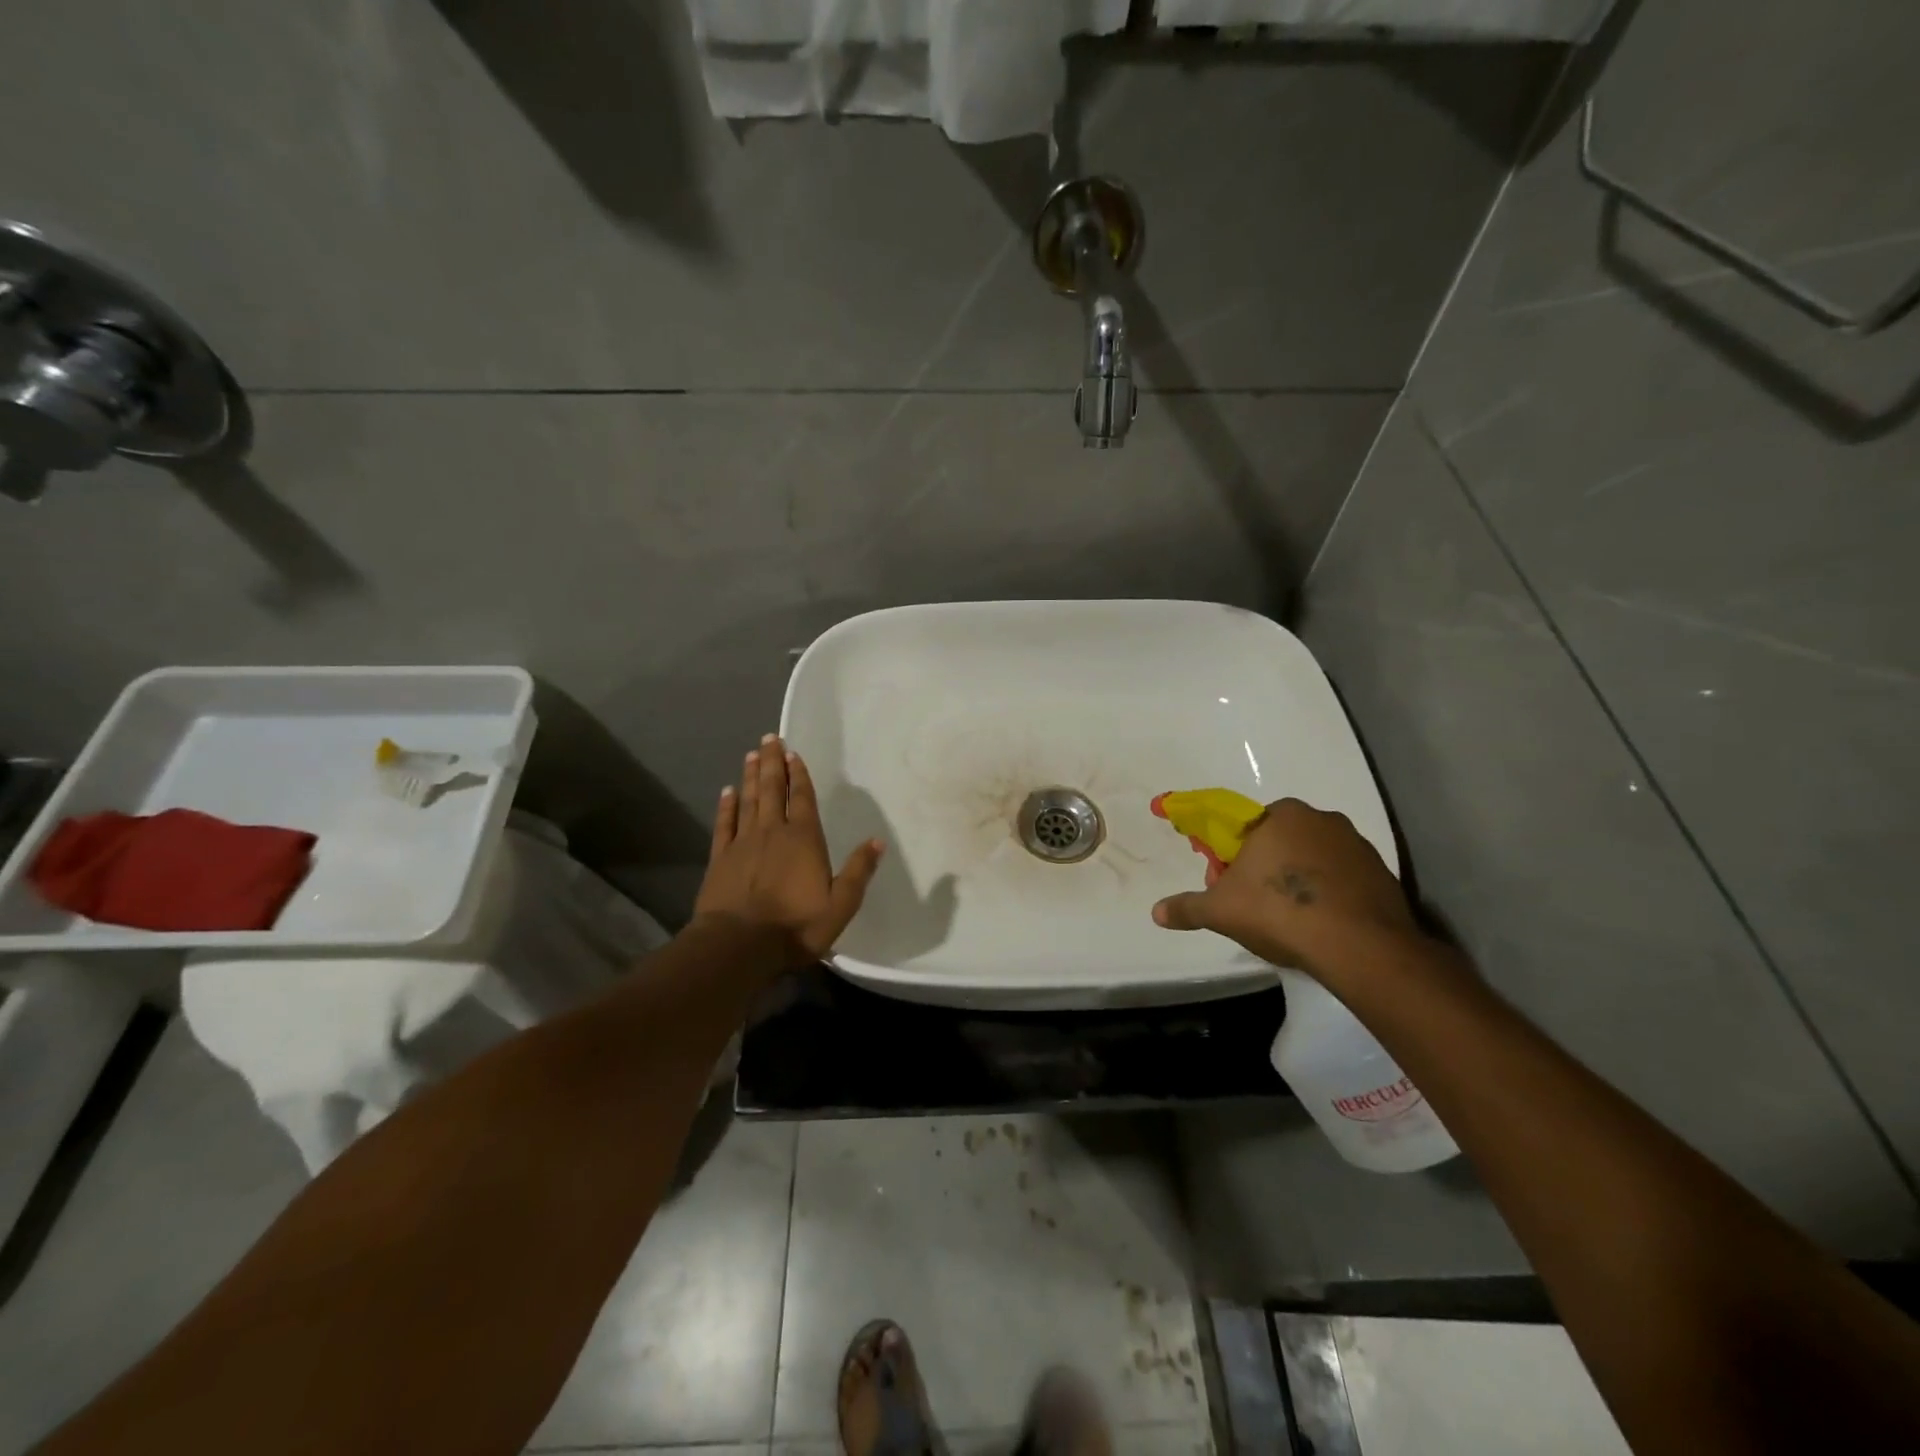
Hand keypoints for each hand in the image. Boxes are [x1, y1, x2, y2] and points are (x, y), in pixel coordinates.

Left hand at [693, 734, 883, 960]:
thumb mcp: (841, 905)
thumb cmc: (796, 926)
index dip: (800, 775)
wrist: (739, 945)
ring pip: (748, 800)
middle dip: (773, 763)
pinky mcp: (720, 857)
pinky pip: (724, 823)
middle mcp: (773, 831)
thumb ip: (858, 871)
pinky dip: (726, 805)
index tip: (794, 753)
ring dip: (751, 776)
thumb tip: (877, 841)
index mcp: (804, 839)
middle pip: (773, 789)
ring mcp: (743, 842)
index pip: (803, 799)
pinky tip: (727, 792)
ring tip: (752, 755)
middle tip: (769, 738)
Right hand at [1152, 799, 1419, 976]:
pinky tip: (1322, 925)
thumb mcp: (1220, 911)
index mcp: (1280, 815)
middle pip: (1281, 841)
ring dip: (1299, 880)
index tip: (1229, 884)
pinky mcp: (1382, 873)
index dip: (1233, 856)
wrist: (1359, 946)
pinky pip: (1344, 879)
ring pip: (1313, 859)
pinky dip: (1330, 895)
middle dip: (1265, 867)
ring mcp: (1357, 845)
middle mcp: (1320, 819)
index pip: (1246, 828)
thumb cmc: (1279, 911)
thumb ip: (1188, 908)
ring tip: (1291, 920)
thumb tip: (1157, 912)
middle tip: (1255, 904)